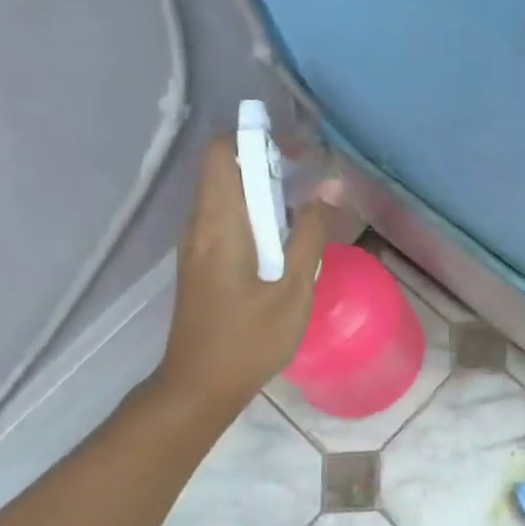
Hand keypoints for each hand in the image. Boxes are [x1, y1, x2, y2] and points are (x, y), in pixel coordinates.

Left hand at [157, 132, 339, 419]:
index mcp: (220, 224)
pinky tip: (280, 242)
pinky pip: (223, 220)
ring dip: (260, 190)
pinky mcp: (198, 263)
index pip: (222, 152)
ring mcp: (195, 245)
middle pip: (223, 169)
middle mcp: (199, 226)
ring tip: (300, 209)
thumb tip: (330, 186)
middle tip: (306, 178)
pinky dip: (251, 214)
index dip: (257, 140)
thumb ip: (311, 234)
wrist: (200, 385)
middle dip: (265, 162)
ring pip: (223, 195)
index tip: (296, 154)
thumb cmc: (250, 339)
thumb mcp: (294, 288)